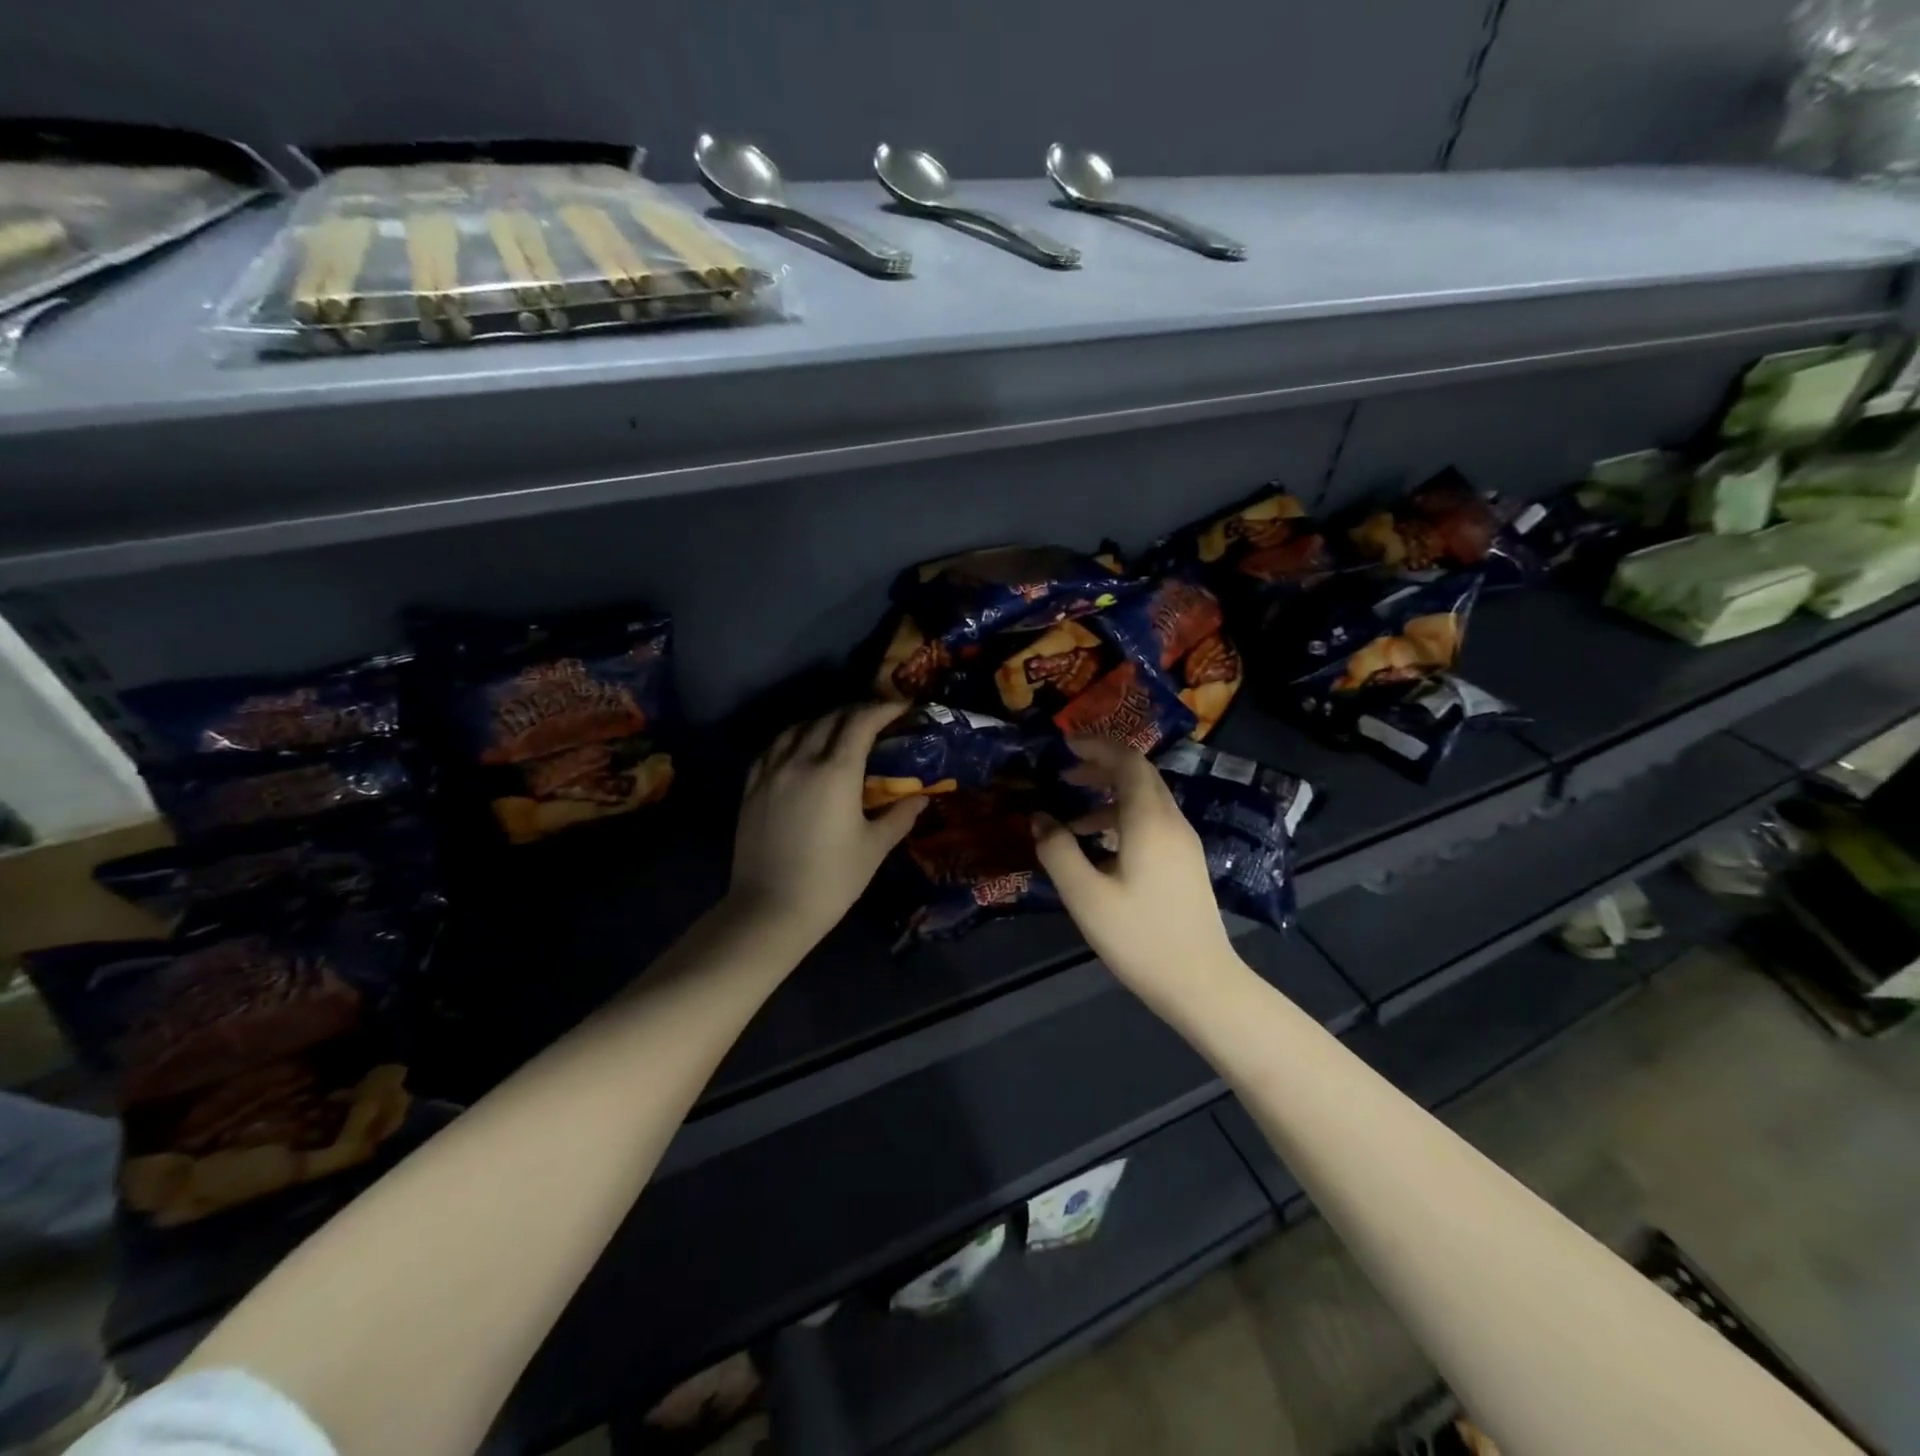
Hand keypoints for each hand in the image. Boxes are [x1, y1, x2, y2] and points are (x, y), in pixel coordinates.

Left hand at [729, 703, 924, 945]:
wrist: (770, 910)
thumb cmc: (831, 880)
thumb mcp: (874, 848)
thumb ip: (900, 816)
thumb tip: (922, 797)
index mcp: (836, 772)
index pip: (861, 722)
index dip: (883, 709)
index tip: (901, 707)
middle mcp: (801, 760)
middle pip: (830, 719)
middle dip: (857, 712)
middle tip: (877, 719)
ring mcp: (771, 772)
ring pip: (798, 728)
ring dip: (824, 721)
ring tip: (840, 730)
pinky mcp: (752, 788)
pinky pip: (773, 748)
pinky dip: (793, 738)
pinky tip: (800, 749)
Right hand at [1032, 737, 1241, 1009]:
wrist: (1202, 983)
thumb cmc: (1140, 937)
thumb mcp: (1085, 896)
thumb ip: (1058, 851)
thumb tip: (1039, 818)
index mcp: (1149, 821)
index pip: (1128, 761)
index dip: (1096, 747)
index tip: (1065, 746)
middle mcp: (1172, 822)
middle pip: (1140, 775)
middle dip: (1101, 767)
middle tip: (1064, 775)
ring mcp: (1184, 843)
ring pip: (1146, 800)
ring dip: (1109, 797)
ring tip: (1072, 819)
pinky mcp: (1186, 863)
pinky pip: (1153, 823)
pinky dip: (1123, 820)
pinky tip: (1100, 850)